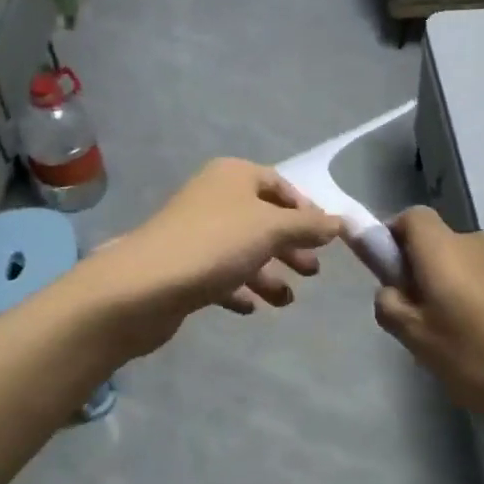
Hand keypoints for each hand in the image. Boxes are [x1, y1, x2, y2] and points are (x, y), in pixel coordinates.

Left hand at [79, 158, 344, 356]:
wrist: (144, 286)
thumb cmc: (215, 245)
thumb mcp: (272, 229)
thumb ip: (308, 226)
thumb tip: (339, 222)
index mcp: (233, 176)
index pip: (278, 184)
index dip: (304, 208)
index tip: (326, 237)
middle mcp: (213, 198)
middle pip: (261, 219)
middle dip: (290, 245)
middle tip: (312, 271)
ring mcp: (195, 234)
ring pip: (242, 250)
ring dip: (268, 273)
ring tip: (286, 300)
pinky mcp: (182, 268)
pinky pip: (219, 275)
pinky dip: (239, 288)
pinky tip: (252, 307)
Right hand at [374, 207, 483, 441]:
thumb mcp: (422, 344)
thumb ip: (392, 307)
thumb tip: (390, 289)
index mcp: (447, 250)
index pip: (411, 218)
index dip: (394, 238)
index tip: (392, 276)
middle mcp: (483, 241)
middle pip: (444, 246)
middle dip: (430, 275)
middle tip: (431, 325)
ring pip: (477, 266)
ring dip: (466, 290)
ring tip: (474, 342)